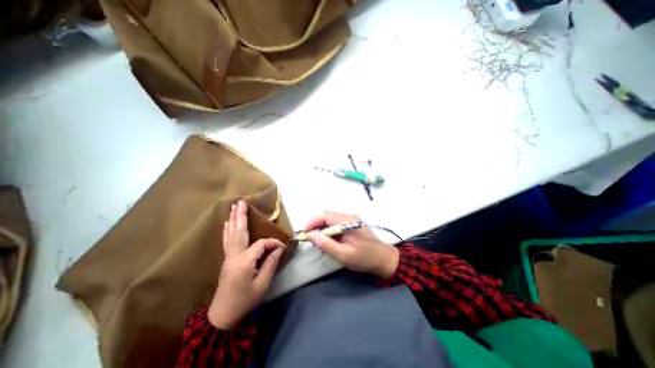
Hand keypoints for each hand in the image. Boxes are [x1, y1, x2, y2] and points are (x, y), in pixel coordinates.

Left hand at [205, 201, 285, 329]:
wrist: (223, 315)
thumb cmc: (245, 300)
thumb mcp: (262, 284)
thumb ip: (271, 263)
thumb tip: (279, 248)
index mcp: (244, 262)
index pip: (261, 245)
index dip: (273, 243)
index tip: (282, 246)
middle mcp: (234, 256)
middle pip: (238, 232)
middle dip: (240, 216)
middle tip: (240, 202)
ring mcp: (228, 257)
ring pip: (231, 234)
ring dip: (233, 219)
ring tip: (234, 207)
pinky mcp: (226, 259)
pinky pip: (226, 241)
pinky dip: (227, 230)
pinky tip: (227, 223)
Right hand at [303, 211, 398, 277]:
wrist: (384, 259)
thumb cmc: (365, 258)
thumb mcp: (344, 255)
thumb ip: (327, 244)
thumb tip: (310, 235)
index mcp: (347, 221)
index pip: (324, 215)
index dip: (312, 222)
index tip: (304, 233)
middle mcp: (348, 217)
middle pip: (326, 216)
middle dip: (315, 225)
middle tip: (309, 239)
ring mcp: (350, 220)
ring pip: (330, 220)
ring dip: (321, 228)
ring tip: (317, 242)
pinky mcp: (351, 224)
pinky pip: (335, 224)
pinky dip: (328, 231)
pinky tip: (328, 240)